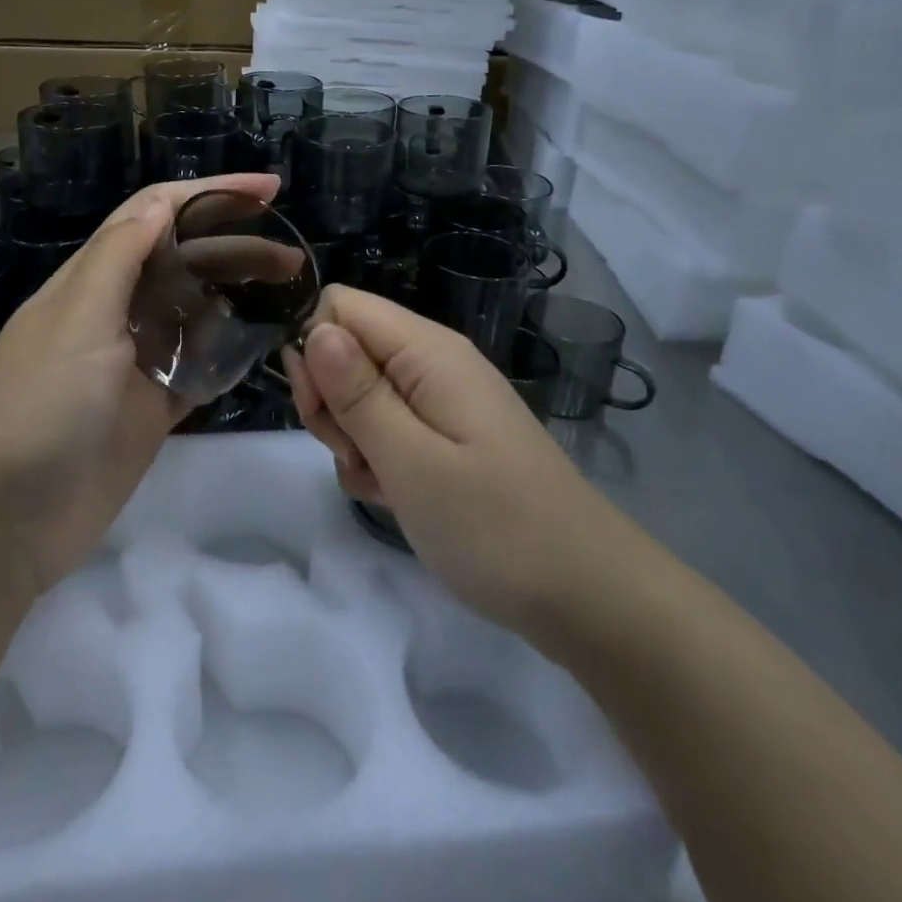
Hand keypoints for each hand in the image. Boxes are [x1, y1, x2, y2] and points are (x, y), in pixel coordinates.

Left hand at [0, 172, 279, 597]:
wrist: (8, 517)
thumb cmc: (40, 405)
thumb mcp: (77, 318)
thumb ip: (118, 257)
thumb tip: (160, 202)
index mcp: (93, 279)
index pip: (155, 214)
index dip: (210, 193)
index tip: (268, 190)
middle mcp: (116, 311)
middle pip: (184, 261)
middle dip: (235, 247)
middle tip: (293, 257)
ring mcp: (136, 362)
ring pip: (195, 313)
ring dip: (237, 297)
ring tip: (289, 294)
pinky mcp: (151, 408)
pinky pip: (199, 369)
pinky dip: (228, 354)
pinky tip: (265, 345)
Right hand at [284, 286, 599, 635]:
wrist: (587, 595)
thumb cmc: (496, 527)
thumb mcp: (412, 463)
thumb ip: (358, 393)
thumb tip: (314, 329)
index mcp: (428, 351)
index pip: (341, 306)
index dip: (315, 350)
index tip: (321, 410)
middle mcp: (432, 363)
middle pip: (346, 349)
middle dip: (330, 400)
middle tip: (354, 456)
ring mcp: (441, 401)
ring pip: (360, 393)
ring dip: (351, 437)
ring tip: (381, 484)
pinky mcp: (446, 437)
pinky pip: (387, 428)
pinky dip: (376, 460)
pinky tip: (394, 497)